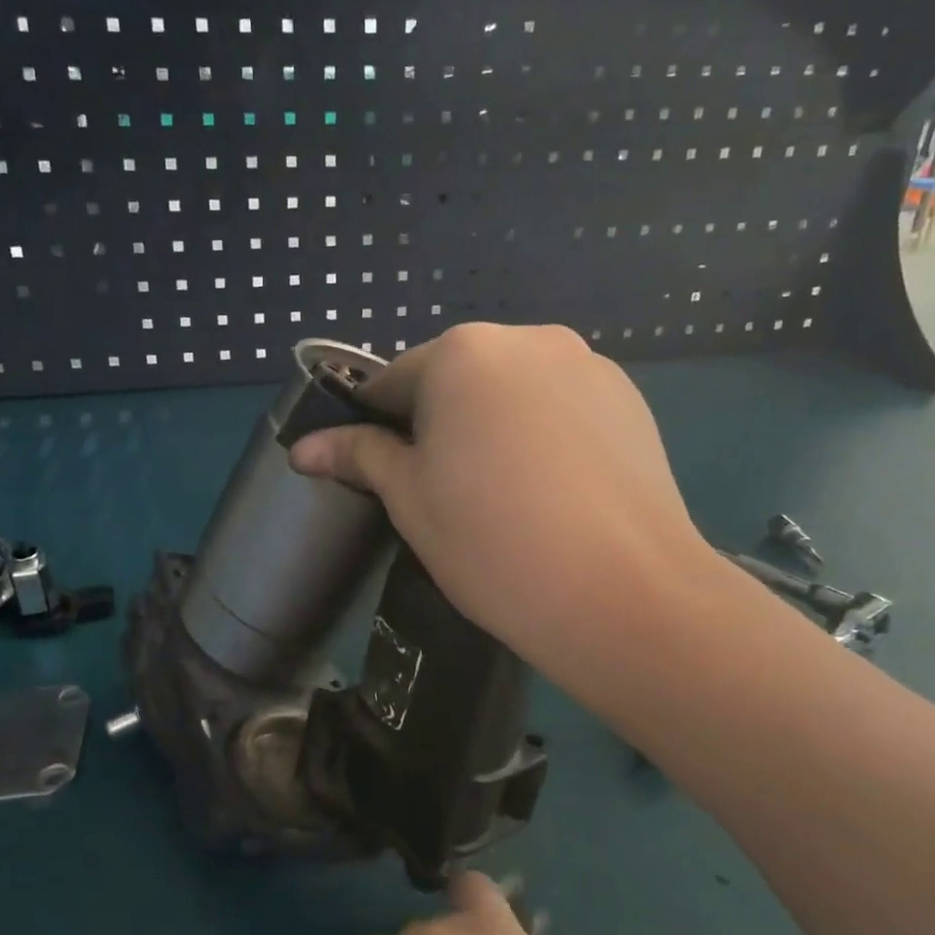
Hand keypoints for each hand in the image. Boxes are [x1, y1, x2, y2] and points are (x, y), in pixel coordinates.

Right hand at [289, 323, 718, 698]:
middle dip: (440, 424)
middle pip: (458, 380)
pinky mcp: (632, 403)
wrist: (624, 594)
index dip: (377, 427)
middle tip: (445, 493)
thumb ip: (358, 456)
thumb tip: (302, 447)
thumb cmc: (491, 540)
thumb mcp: (409, 498)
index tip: (380, 474)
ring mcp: (589, 368)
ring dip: (494, 428)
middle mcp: (529, 341)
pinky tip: (553, 493)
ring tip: (505, 497)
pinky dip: (543, 436)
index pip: (394, 381)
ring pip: (513, 393)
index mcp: (464, 353)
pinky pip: (562, 409)